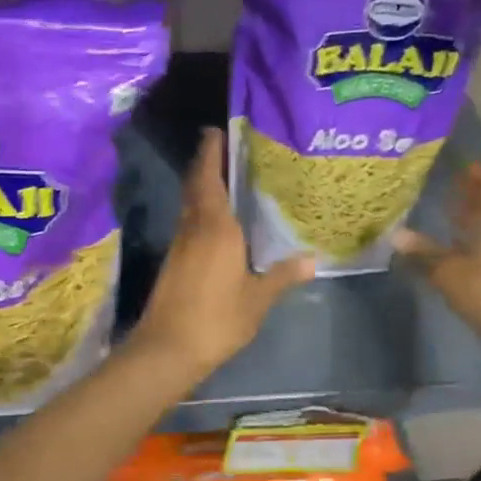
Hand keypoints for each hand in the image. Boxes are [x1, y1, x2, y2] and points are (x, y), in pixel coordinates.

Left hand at [130, 129, 313, 379]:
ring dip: (201, 187)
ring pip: (190, 205)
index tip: (215, 131)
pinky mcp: (173, 262)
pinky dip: (200, 211)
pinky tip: (216, 221)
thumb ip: (282, 276)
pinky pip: (188, 224)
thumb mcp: (257, 299)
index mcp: (215, 228)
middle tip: (224, 147)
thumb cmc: (217, 319)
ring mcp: (179, 245)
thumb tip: (313, 260)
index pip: (209, 179)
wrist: (167, 349)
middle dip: (205, 164)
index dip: (210, 153)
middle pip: (196, 186)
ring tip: (225, 178)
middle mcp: (193, 228)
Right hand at [392, 164, 480, 341]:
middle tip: (449, 187)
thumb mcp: (448, 270)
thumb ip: (423, 252)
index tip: (461, 165)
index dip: (477, 174)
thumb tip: (395, 235)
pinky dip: (473, 242)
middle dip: (472, 196)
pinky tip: (456, 247)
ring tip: (449, 214)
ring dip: (473, 220)